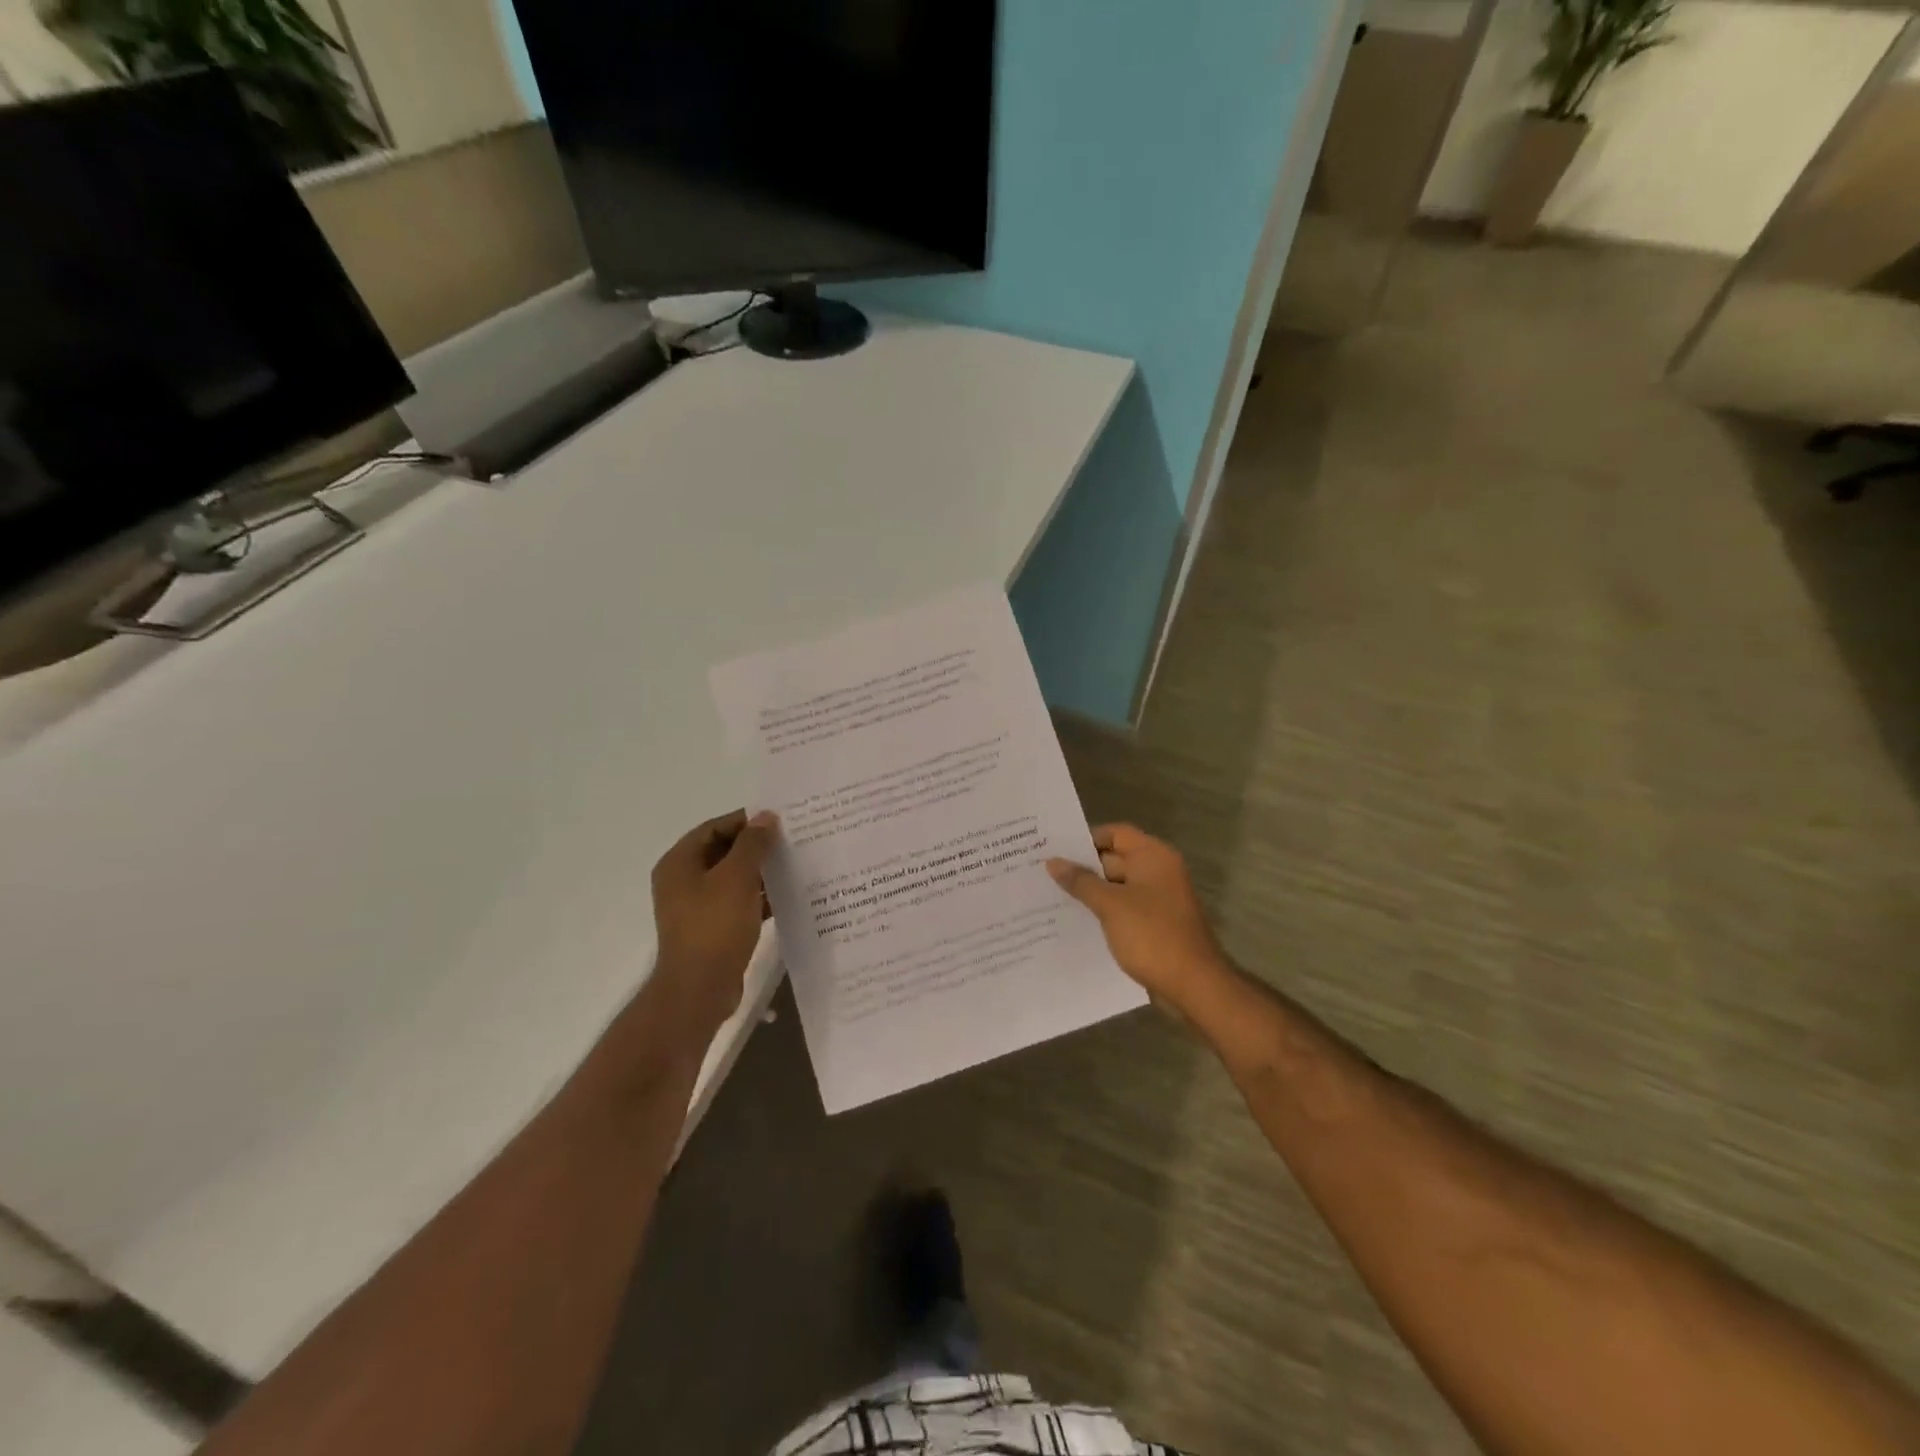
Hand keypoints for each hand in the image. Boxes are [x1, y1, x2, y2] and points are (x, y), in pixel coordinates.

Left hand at [649, 809, 779, 1035]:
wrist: (700, 989)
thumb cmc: (715, 926)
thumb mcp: (737, 877)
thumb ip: (753, 844)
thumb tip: (766, 816)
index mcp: (680, 863)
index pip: (714, 827)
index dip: (746, 821)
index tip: (779, 821)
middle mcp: (683, 881)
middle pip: (724, 852)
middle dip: (757, 847)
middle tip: (791, 841)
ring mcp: (696, 907)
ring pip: (733, 879)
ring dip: (761, 873)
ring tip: (794, 866)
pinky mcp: (712, 929)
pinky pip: (738, 903)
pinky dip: (759, 898)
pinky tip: (786, 897)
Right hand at [1047, 824, 1234, 1017]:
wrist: (1194, 985)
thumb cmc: (1152, 936)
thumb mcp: (1110, 905)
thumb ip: (1081, 881)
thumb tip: (1053, 862)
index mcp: (1153, 856)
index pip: (1115, 833)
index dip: (1086, 838)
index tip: (1055, 849)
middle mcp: (1158, 871)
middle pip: (1114, 858)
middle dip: (1083, 867)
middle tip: (1044, 873)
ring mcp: (1158, 899)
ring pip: (1117, 886)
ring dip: (1090, 892)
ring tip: (1051, 896)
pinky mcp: (1155, 924)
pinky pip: (1124, 908)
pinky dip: (1103, 911)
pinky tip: (1075, 921)